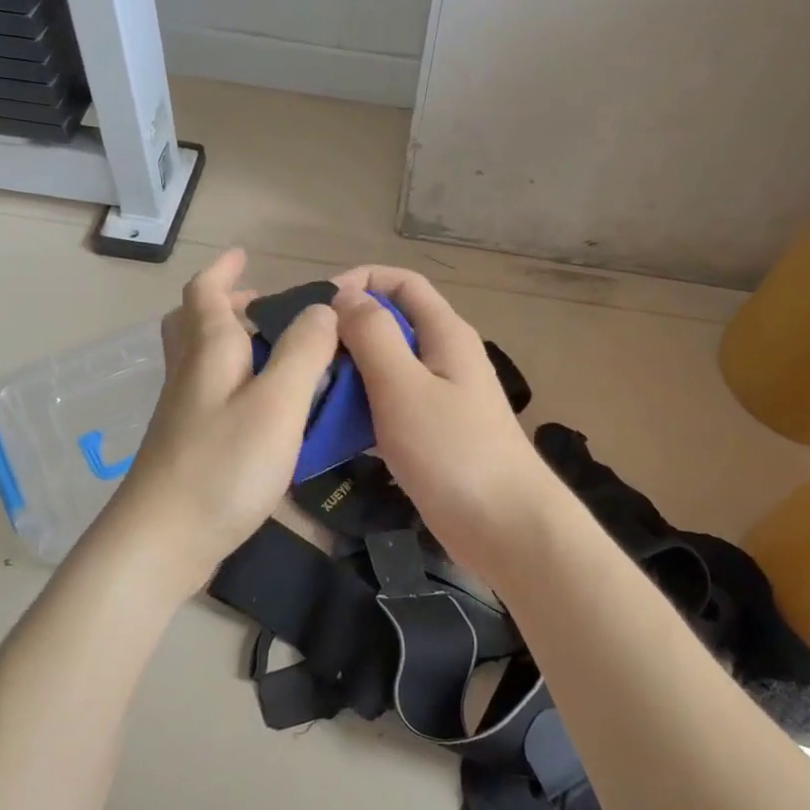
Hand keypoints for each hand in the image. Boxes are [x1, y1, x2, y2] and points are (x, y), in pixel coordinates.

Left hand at [107, 249, 337, 588]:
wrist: (162, 541)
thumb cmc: (223, 465)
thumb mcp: (276, 403)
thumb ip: (303, 352)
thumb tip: (323, 308)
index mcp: (208, 350)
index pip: (206, 292)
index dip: (225, 271)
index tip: (245, 256)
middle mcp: (189, 372)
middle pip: (195, 322)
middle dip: (227, 304)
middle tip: (265, 307)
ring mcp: (183, 410)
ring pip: (202, 358)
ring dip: (232, 341)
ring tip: (276, 353)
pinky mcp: (187, 443)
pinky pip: (211, 391)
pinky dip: (236, 379)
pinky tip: (265, 406)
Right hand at [331, 266, 558, 569]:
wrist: (505, 527)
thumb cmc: (453, 451)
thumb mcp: (403, 386)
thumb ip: (373, 335)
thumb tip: (345, 297)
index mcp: (445, 333)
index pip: (401, 283)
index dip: (359, 281)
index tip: (316, 306)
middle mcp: (444, 356)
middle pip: (390, 325)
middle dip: (346, 333)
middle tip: (303, 357)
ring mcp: (439, 397)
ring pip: (385, 369)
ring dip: (349, 375)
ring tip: (308, 393)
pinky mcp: (432, 433)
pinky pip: (389, 407)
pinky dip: (361, 410)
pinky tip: (331, 430)